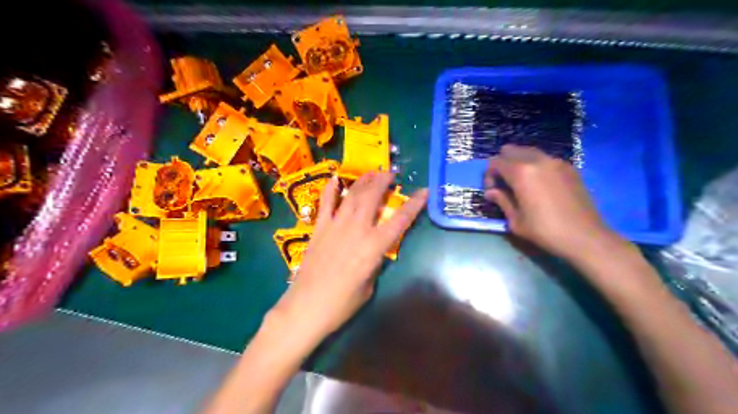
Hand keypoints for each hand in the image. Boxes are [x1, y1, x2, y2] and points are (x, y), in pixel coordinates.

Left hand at [274, 172, 430, 344]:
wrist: (307, 307)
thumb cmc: (342, 303)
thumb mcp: (369, 284)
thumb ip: (374, 261)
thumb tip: (374, 248)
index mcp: (374, 247)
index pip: (400, 220)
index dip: (414, 204)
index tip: (424, 191)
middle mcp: (357, 230)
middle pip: (372, 197)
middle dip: (383, 181)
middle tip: (390, 174)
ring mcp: (335, 226)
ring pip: (352, 195)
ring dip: (363, 181)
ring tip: (371, 172)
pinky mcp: (319, 228)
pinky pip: (326, 204)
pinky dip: (331, 189)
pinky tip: (335, 179)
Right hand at [485, 146, 620, 260]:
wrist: (584, 236)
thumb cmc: (544, 231)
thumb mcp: (515, 220)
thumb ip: (501, 201)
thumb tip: (490, 192)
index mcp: (521, 172)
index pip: (495, 162)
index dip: (489, 175)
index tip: (493, 191)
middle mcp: (538, 160)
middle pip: (511, 150)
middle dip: (503, 164)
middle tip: (505, 183)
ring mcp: (556, 162)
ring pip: (529, 152)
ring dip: (519, 163)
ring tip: (522, 183)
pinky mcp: (569, 168)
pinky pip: (545, 159)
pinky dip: (536, 166)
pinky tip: (540, 185)